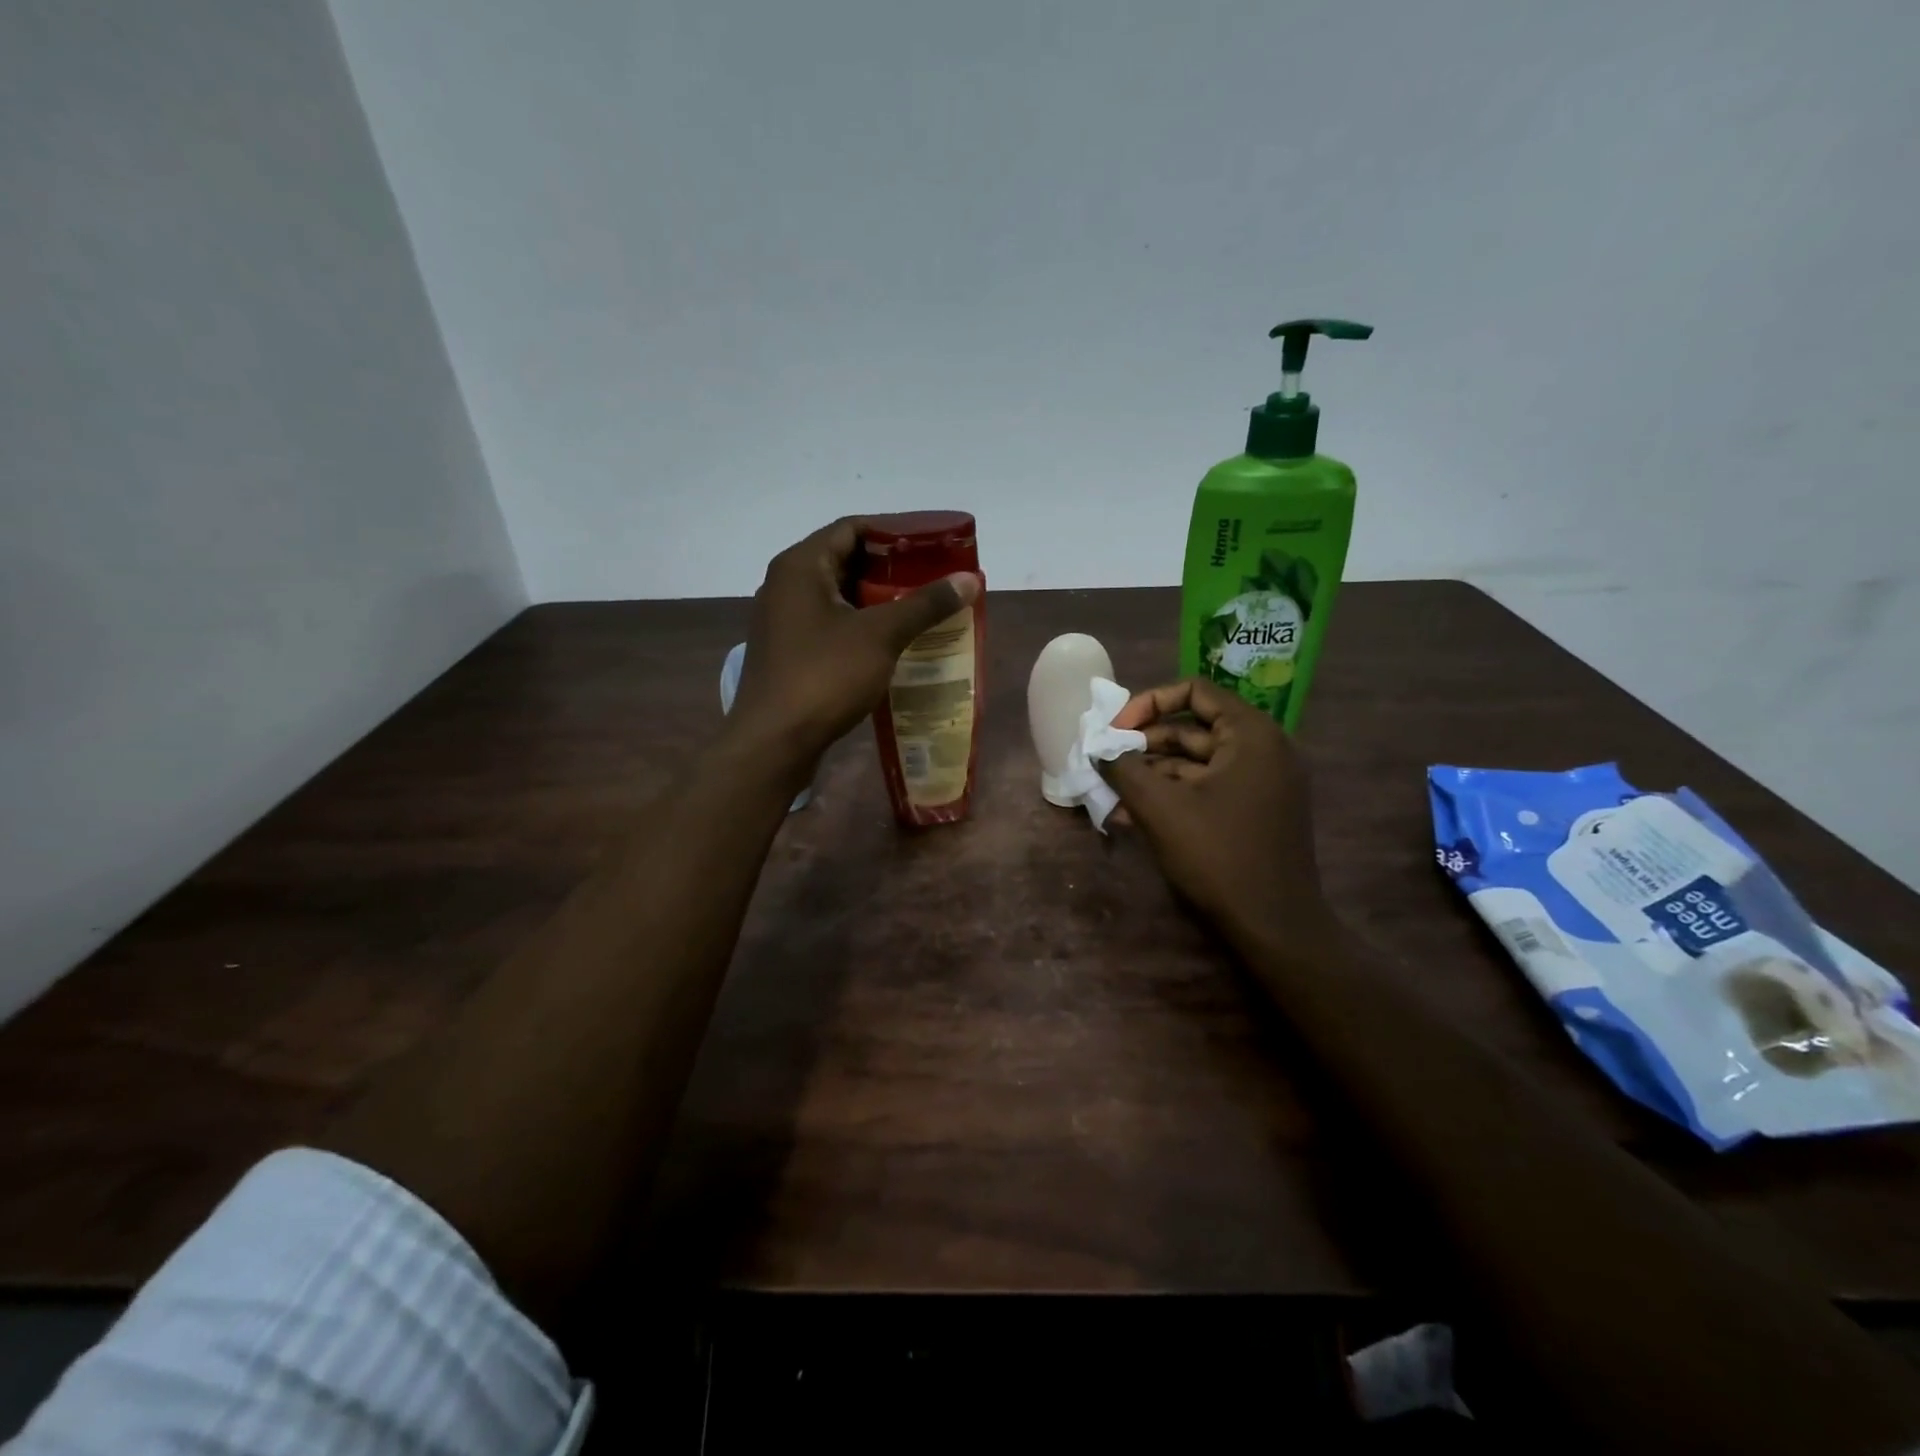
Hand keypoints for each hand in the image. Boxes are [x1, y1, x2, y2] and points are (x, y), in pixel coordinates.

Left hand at [728, 517, 979, 769]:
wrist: (773, 743)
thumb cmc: (824, 677)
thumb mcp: (881, 636)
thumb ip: (925, 604)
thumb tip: (970, 578)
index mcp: (801, 566)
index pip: (851, 528)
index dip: (894, 532)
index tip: (933, 545)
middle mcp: (787, 585)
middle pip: (846, 561)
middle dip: (892, 570)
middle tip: (935, 579)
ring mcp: (784, 621)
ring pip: (840, 597)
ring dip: (879, 601)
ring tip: (923, 609)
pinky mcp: (789, 652)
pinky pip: (831, 625)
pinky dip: (862, 627)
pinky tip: (894, 643)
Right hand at [1101, 678, 1334, 951]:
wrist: (1274, 927)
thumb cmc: (1219, 856)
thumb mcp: (1161, 808)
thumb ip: (1124, 770)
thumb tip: (1100, 750)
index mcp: (1251, 735)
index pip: (1195, 691)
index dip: (1148, 703)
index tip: (1116, 730)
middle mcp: (1262, 750)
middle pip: (1193, 728)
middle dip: (1144, 744)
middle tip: (1106, 762)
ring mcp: (1261, 783)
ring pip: (1196, 763)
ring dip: (1151, 774)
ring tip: (1110, 791)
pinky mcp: (1255, 812)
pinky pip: (1207, 789)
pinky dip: (1172, 796)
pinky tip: (1131, 815)